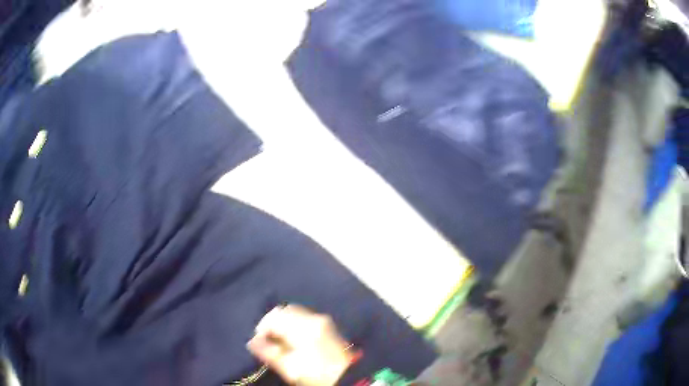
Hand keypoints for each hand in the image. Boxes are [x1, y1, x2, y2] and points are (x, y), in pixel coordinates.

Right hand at [247, 305, 354, 385]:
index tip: (260, 341)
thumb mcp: (289, 368)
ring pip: (293, 312)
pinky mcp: (326, 323)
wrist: (346, 376)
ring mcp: (321, 319)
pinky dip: (293, 323)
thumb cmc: (316, 374)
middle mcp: (312, 318)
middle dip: (272, 323)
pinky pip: (303, 316)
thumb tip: (251, 342)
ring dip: (283, 322)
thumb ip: (268, 353)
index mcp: (302, 328)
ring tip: (280, 340)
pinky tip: (293, 337)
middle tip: (269, 340)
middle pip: (284, 311)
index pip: (274, 317)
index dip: (262, 328)